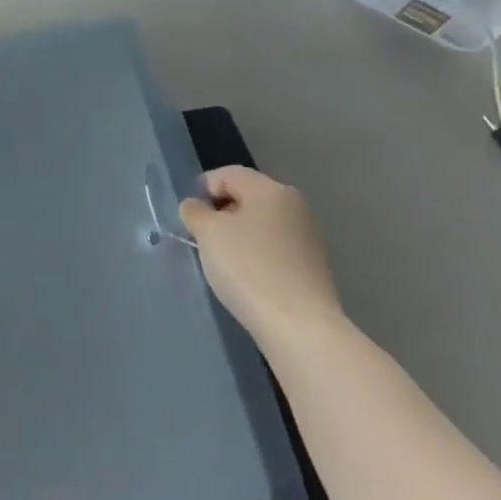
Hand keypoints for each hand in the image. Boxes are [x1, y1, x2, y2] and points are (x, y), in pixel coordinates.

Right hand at [178, 167, 341, 340]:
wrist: (299, 325)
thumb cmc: (248, 268)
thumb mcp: (208, 234)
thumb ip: (195, 212)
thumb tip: (195, 206)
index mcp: (271, 190)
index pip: (227, 174)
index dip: (202, 190)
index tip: (189, 218)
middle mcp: (294, 205)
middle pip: (246, 197)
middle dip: (219, 213)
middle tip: (201, 239)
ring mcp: (307, 235)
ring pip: (260, 223)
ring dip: (236, 235)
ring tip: (221, 261)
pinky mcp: (311, 264)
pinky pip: (273, 246)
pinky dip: (255, 254)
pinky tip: (246, 277)